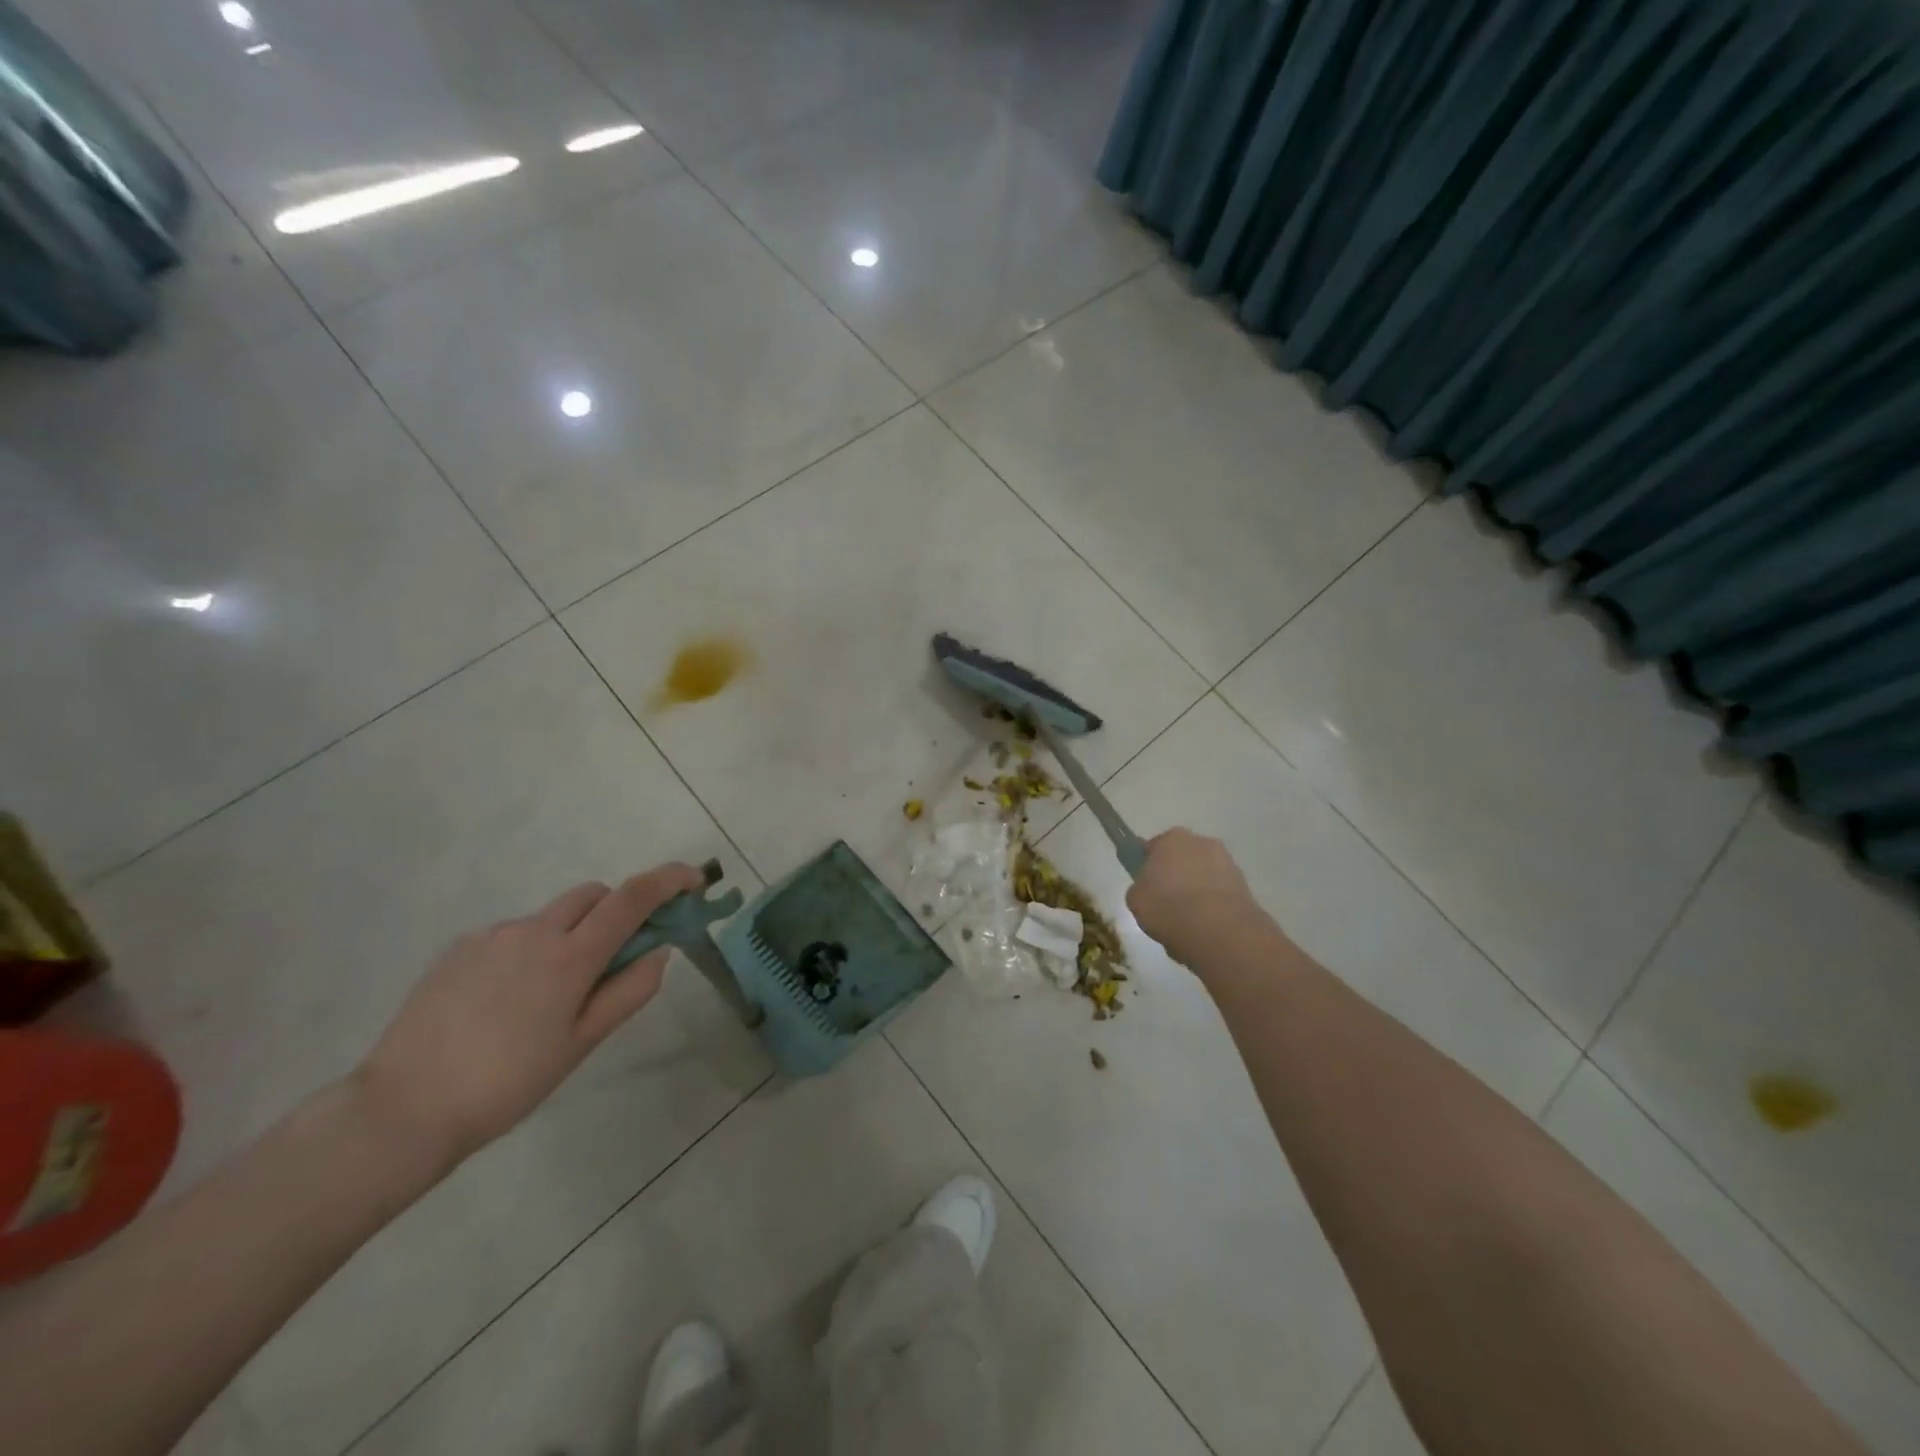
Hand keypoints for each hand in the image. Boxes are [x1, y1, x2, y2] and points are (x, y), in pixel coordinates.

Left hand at [352, 864, 707, 1173]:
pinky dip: (531, 949)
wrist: (403, 1108)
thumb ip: (630, 991)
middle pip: (594, 895)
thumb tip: (659, 951)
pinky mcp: (460, 947)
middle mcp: (535, 930)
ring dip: (572, 933)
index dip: (670, 880)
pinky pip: (514, 933)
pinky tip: (509, 1000)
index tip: (694, 880)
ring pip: (552, 915)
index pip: (633, 897)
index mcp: (571, 955)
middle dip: (617, 910)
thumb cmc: (509, 1082)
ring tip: (552, 994)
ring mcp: (493, 935)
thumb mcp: (583, 1043)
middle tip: (617, 956)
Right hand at [1127, 828, 1261, 964]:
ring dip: (1197, 893)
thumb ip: (1140, 888)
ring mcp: (1227, 863)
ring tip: (1188, 924)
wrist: (1219, 930)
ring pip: (1203, 877)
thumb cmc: (1168, 907)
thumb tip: (1149, 890)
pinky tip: (1205, 929)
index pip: (1154, 847)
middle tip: (1166, 906)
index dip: (1148, 868)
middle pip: (1182, 859)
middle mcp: (1202, 842)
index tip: (1146, 888)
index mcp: (1171, 838)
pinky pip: (1220, 894)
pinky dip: (1213, 907)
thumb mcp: (1136, 900)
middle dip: (1176, 878)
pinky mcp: (1245, 886)